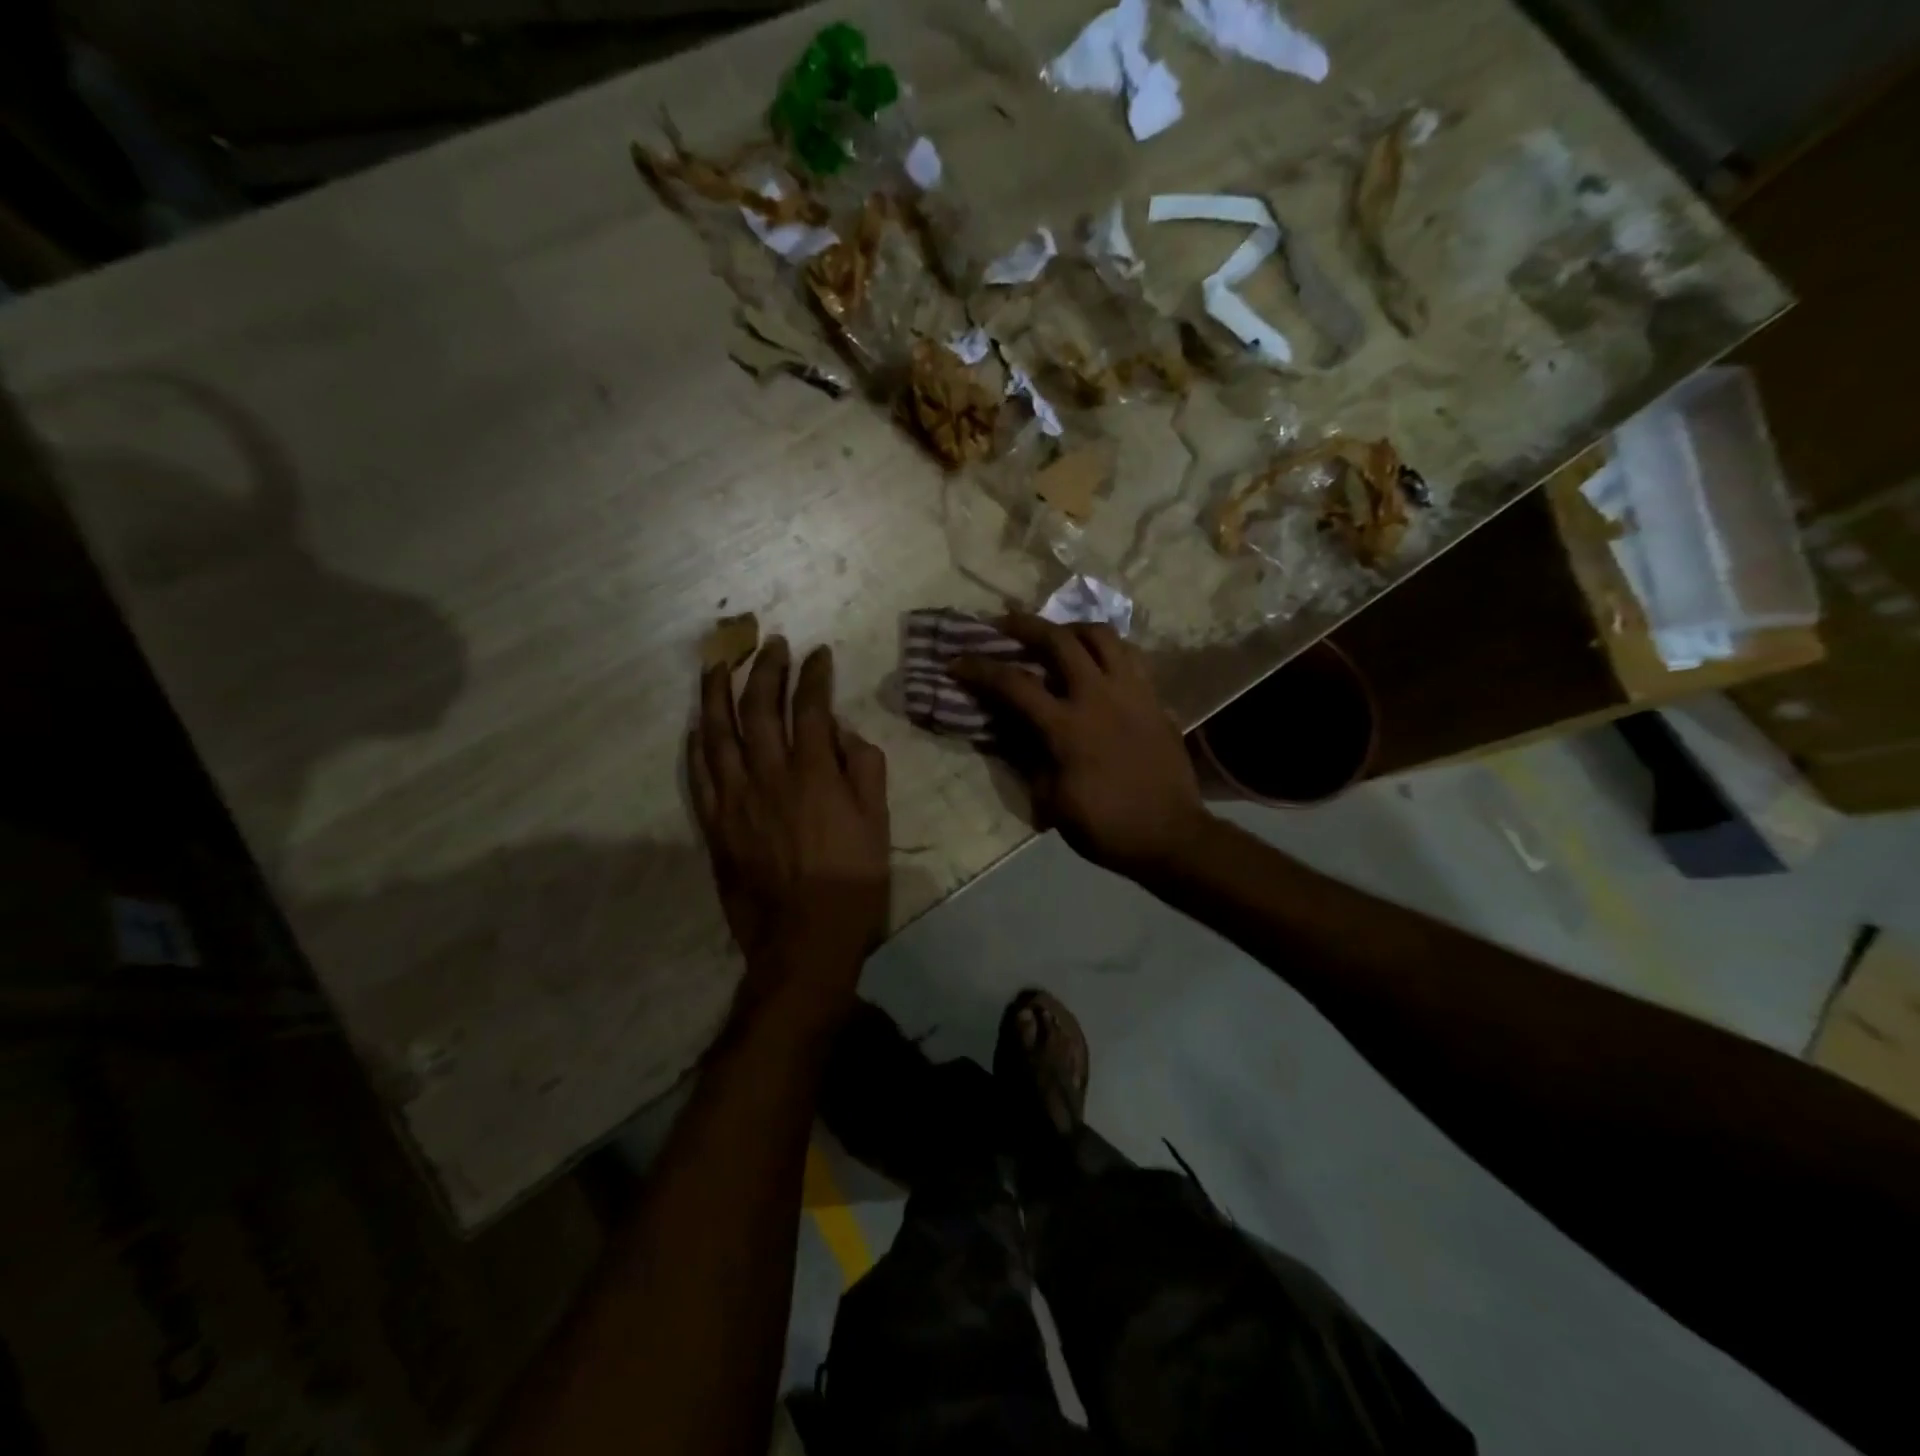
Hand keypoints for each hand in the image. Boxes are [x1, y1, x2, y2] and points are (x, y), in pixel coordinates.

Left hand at [689, 639, 890, 1024]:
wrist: (803, 939)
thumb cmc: (852, 882)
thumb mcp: (877, 823)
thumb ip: (865, 770)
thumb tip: (844, 734)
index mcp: (814, 774)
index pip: (811, 707)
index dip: (814, 675)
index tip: (817, 652)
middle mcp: (769, 776)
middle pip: (760, 709)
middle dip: (765, 669)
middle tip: (770, 643)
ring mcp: (735, 800)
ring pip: (718, 733)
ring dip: (716, 693)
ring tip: (717, 663)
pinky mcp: (714, 825)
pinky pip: (699, 775)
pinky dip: (696, 745)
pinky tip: (696, 725)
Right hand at [951, 615, 1207, 879]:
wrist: (1170, 836)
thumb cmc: (1105, 826)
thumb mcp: (1051, 801)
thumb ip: (1028, 758)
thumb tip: (1012, 731)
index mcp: (1067, 727)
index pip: (1014, 684)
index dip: (980, 668)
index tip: (957, 661)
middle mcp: (1099, 697)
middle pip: (1059, 640)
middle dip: (1025, 625)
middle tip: (1004, 622)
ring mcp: (1132, 692)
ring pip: (1102, 636)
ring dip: (1072, 628)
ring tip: (1058, 635)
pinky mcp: (1155, 698)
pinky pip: (1131, 656)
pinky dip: (1108, 649)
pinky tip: (1098, 661)